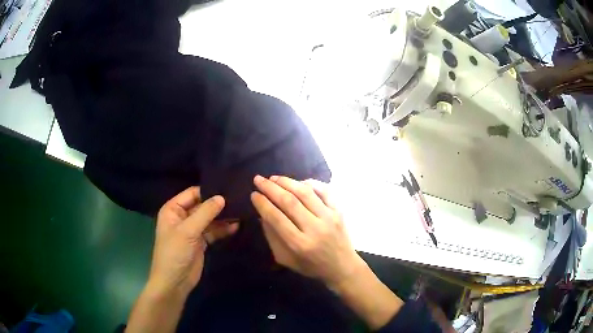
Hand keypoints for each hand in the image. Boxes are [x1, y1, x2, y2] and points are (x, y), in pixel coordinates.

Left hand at [148, 187, 237, 297]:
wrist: (174, 282)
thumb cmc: (175, 253)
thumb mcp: (188, 231)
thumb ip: (205, 213)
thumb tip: (222, 197)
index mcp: (173, 209)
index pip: (193, 193)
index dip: (209, 191)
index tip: (229, 188)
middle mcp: (182, 217)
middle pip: (202, 205)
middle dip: (218, 204)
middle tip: (239, 200)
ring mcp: (192, 230)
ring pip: (209, 219)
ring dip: (223, 217)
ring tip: (241, 212)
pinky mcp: (200, 242)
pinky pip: (213, 231)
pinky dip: (223, 229)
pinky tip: (236, 227)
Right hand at [250, 175, 365, 288]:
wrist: (343, 267)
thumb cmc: (311, 266)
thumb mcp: (286, 259)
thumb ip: (273, 238)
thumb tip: (263, 214)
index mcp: (300, 244)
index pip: (276, 218)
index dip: (263, 204)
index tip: (253, 194)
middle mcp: (315, 229)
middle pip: (289, 202)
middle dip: (271, 188)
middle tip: (258, 179)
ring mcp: (329, 218)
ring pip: (306, 193)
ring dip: (287, 182)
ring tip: (274, 178)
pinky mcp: (339, 211)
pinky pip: (325, 191)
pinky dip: (311, 183)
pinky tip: (298, 182)